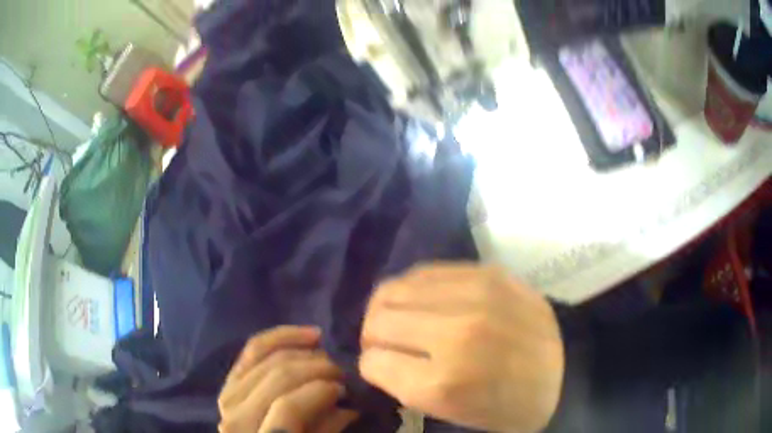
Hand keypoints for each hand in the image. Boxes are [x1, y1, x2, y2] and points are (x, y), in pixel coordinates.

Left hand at [219, 326, 358, 432]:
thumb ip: (327, 430)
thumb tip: (347, 405)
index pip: (289, 407)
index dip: (321, 392)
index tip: (346, 390)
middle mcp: (236, 416)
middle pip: (277, 377)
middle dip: (316, 368)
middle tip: (341, 373)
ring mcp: (228, 396)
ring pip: (264, 357)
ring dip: (301, 350)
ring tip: (326, 355)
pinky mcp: (229, 383)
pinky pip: (252, 350)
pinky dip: (281, 337)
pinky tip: (309, 335)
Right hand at [359, 264, 564, 431]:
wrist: (567, 369)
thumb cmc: (510, 406)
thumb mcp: (453, 413)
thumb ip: (405, 385)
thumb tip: (378, 356)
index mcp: (443, 383)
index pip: (372, 362)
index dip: (372, 366)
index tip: (382, 367)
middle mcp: (453, 334)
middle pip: (377, 320)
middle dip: (372, 336)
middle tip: (386, 344)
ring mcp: (473, 296)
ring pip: (394, 289)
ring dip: (387, 309)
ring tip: (401, 320)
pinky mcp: (488, 273)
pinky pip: (426, 272)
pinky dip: (414, 290)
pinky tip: (424, 303)